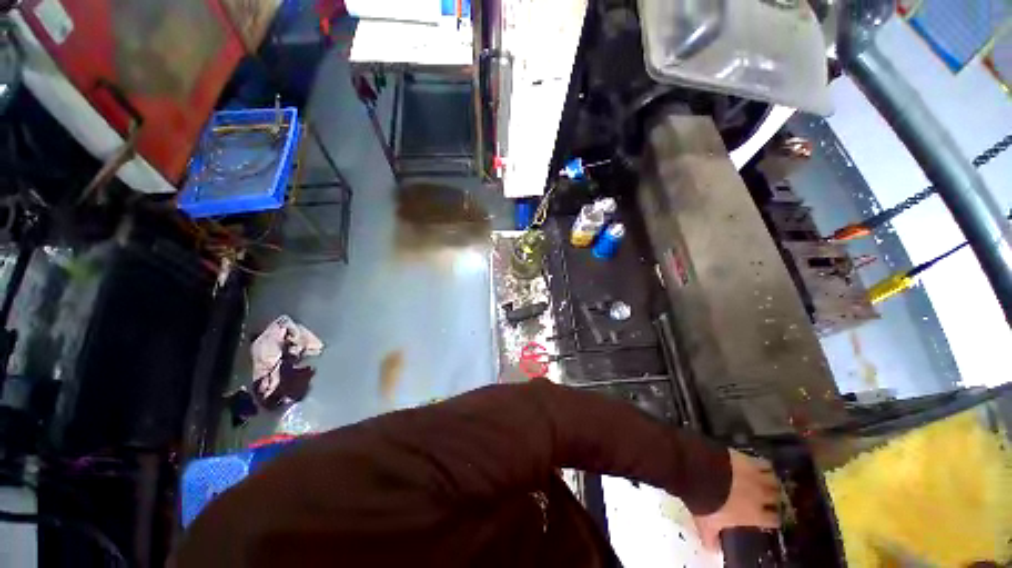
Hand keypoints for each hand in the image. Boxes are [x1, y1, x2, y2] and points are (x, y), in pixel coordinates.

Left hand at [693, 449, 780, 550]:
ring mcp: (755, 475)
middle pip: (777, 498)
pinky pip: (762, 462)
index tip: (769, 517)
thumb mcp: (706, 523)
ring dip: (772, 481)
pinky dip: (763, 464)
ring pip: (773, 480)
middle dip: (774, 498)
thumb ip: (711, 538)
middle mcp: (760, 495)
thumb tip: (711, 549)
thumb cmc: (705, 501)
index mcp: (754, 514)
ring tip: (767, 481)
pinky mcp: (746, 458)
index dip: (772, 519)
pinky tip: (757, 464)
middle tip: (769, 497)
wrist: (698, 471)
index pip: (774, 520)